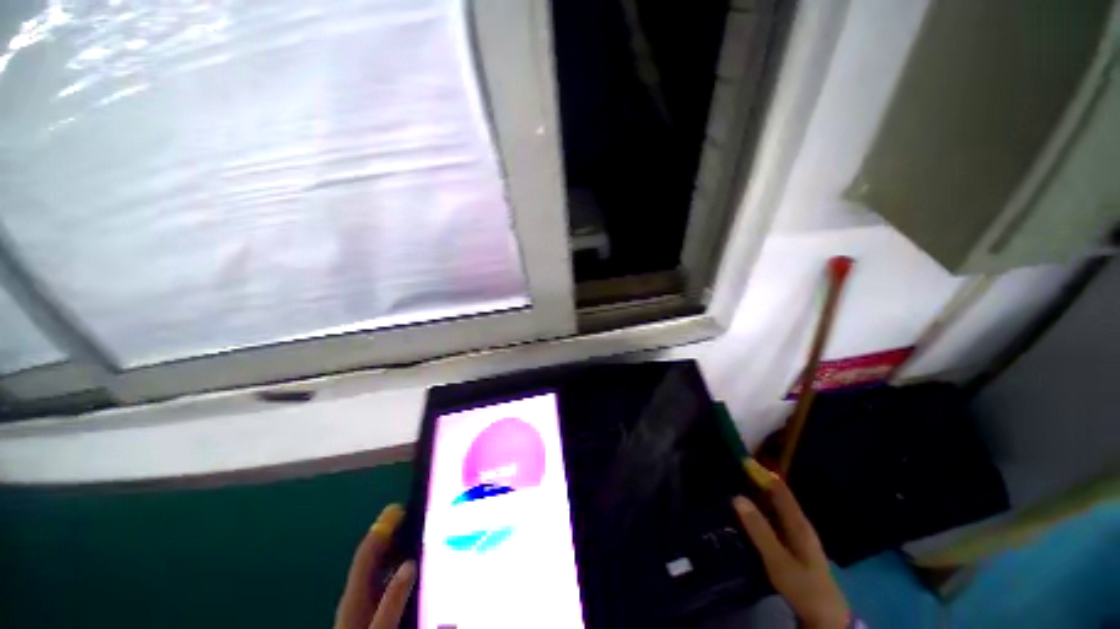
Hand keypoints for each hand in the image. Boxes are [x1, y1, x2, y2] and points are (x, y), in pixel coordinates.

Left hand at [335, 504, 416, 628]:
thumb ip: (393, 601)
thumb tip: (409, 564)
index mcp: (356, 596)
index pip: (367, 554)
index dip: (382, 528)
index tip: (399, 508)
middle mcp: (358, 595)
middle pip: (373, 558)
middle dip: (392, 535)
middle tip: (416, 518)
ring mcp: (364, 605)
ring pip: (379, 570)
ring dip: (397, 551)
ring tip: (420, 537)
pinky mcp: (372, 612)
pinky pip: (385, 583)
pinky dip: (398, 570)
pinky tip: (414, 571)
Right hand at [733, 462, 849, 628]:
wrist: (826, 617)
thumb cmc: (803, 586)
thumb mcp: (778, 560)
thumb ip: (759, 529)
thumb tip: (737, 497)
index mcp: (798, 523)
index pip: (779, 489)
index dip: (762, 473)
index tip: (741, 459)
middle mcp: (799, 524)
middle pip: (778, 496)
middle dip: (758, 482)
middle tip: (733, 472)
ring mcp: (798, 536)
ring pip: (776, 508)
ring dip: (758, 497)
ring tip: (735, 489)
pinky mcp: (794, 547)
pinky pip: (775, 520)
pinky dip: (761, 512)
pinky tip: (748, 516)